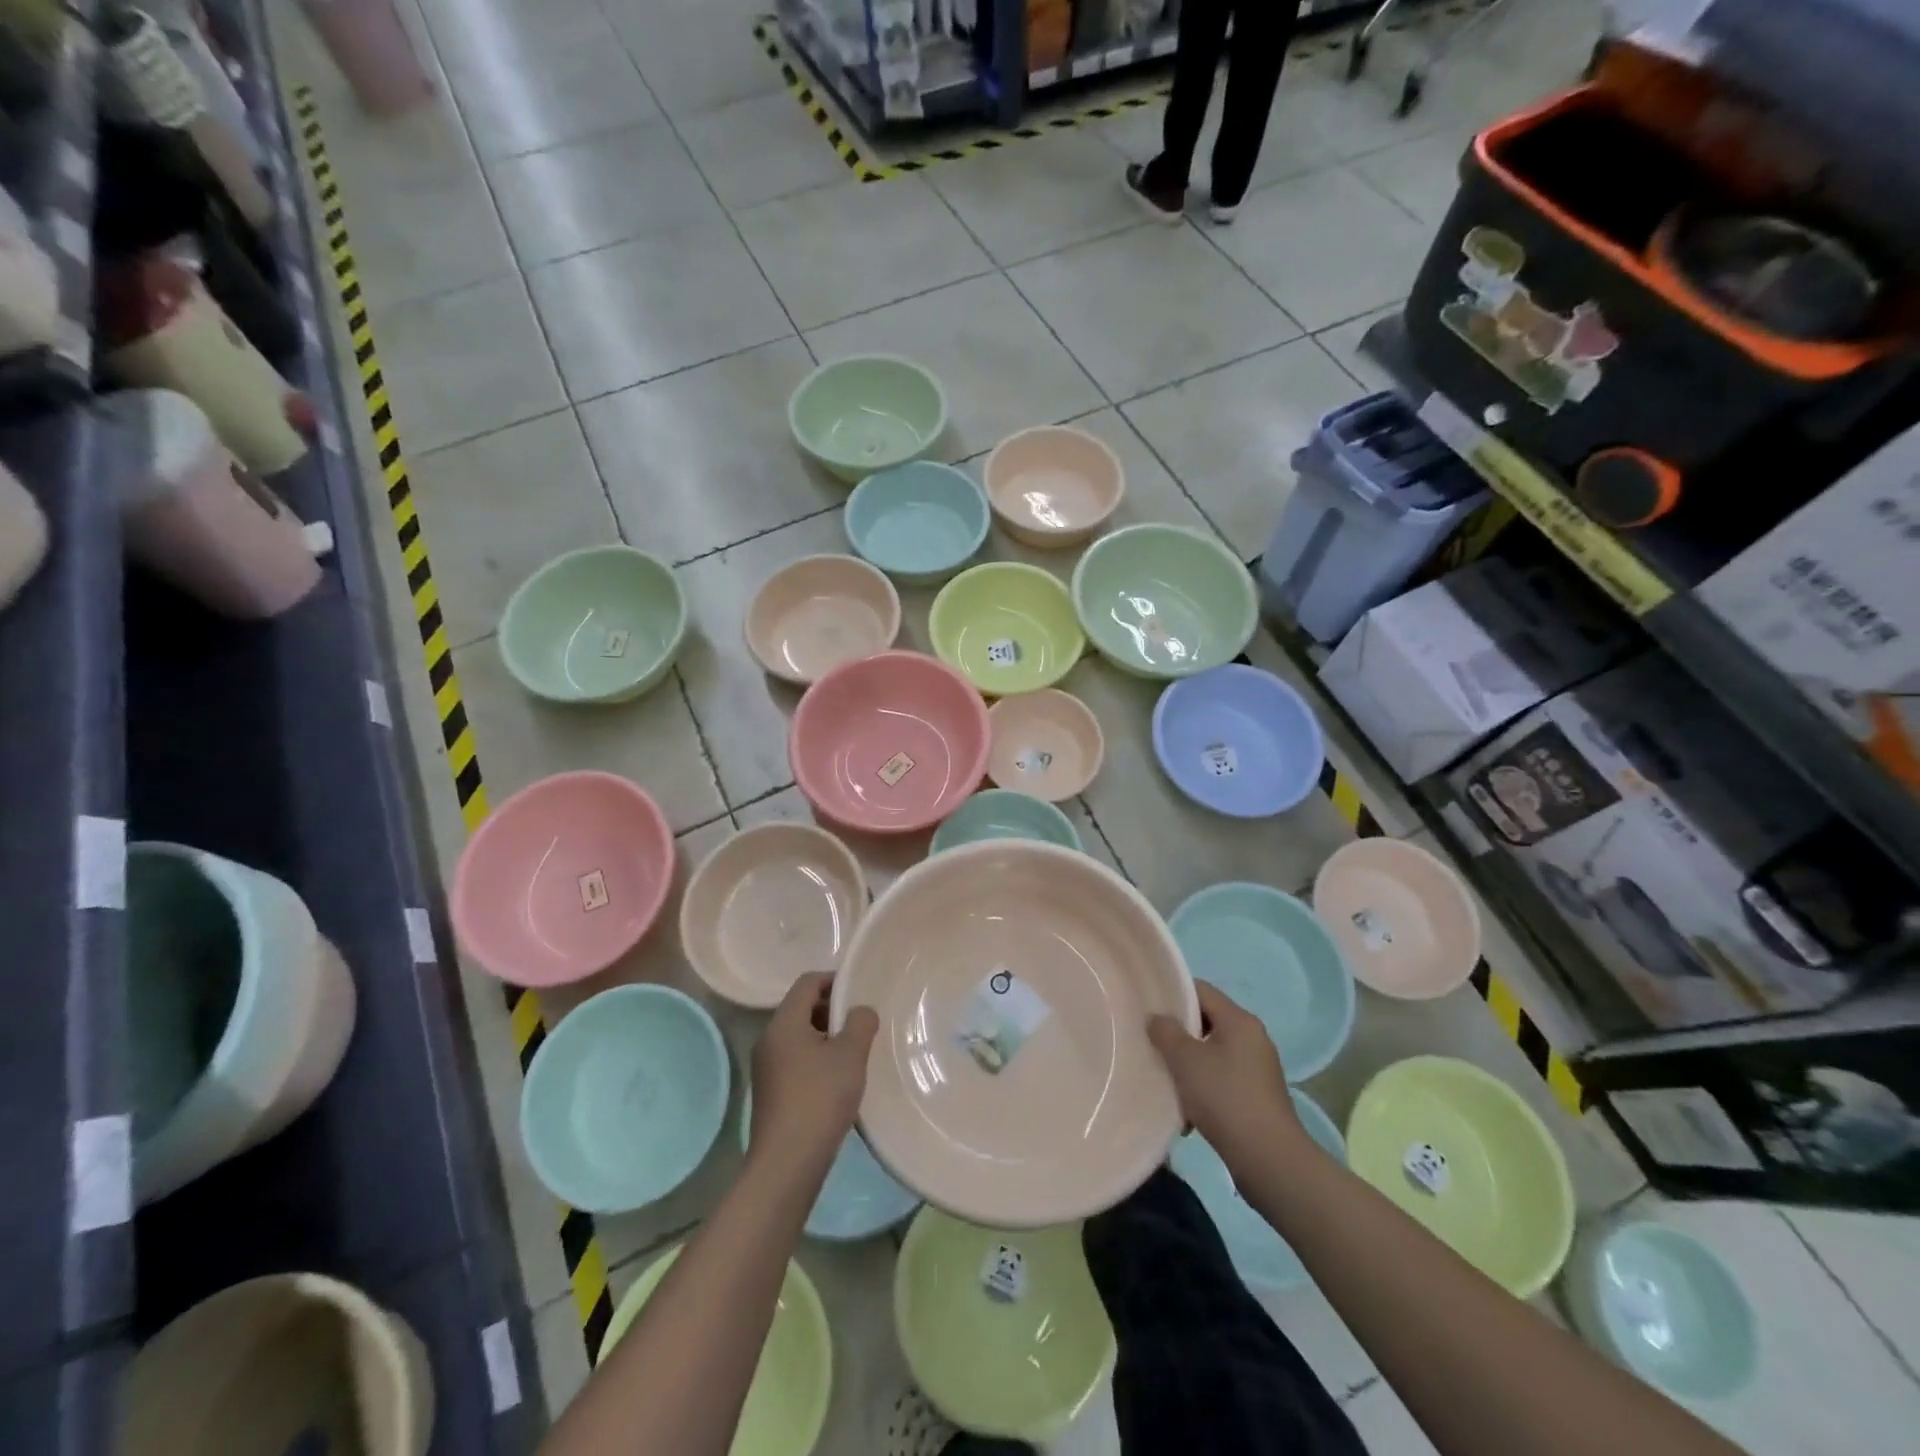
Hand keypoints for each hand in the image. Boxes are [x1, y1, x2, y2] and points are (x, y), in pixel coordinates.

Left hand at [749, 973, 878, 1177]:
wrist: (787, 1164)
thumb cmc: (820, 1099)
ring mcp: (766, 1068)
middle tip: (861, 1023)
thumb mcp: (850, 1055)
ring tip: (854, 1052)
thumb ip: (860, 1023)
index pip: (807, 982)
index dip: (834, 980)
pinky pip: (796, 1059)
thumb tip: (860, 1011)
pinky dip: (817, 1058)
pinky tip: (838, 1079)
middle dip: (832, 1009)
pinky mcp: (771, 1092)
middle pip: (801, 1007)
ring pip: (800, 1036)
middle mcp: (769, 1039)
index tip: (860, 991)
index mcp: (783, 1023)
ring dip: (827, 1036)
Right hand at [1148, 981, 1302, 1157]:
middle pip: (1207, 1021)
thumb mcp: (1185, 1060)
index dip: (1172, 994)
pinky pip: (1222, 1079)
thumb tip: (1157, 1018)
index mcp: (1240, 1021)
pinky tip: (1186, 1110)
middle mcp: (1253, 1038)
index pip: (1201, 990)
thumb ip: (1166, 1031)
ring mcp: (1258, 1069)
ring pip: (1212, 1053)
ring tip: (1165, 1079)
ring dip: (1188, 1064)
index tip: (1147, 1008)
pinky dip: (1203, 1087)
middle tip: (1151, 1043)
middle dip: (1178, 1033)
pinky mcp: (1257, 1097)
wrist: (1269, 1160)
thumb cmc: (1225, 1098)